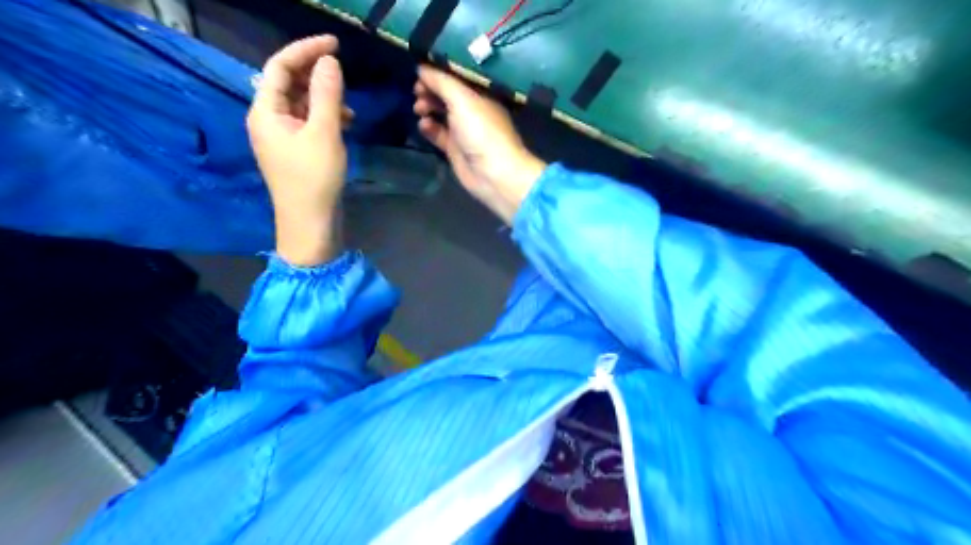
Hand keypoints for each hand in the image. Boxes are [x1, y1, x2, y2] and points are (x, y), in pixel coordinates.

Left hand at [248, 34, 347, 264]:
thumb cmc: (314, 178)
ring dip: (325, 100)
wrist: (311, 223)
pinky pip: (308, 123)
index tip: (336, 44)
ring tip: (349, 111)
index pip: (280, 67)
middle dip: (317, 77)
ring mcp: (282, 137)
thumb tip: (329, 61)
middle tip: (344, 77)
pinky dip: (326, 118)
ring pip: (301, 104)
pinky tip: (345, 126)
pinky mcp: (296, 151)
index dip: (306, 50)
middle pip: (289, 84)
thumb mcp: (324, 133)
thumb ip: (326, 94)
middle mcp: (268, 120)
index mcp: (265, 111)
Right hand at [410, 65, 544, 224]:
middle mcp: (472, 109)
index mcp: (480, 93)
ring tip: (419, 108)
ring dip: (427, 107)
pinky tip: (423, 125)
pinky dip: (429, 127)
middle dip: (430, 89)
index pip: (456, 75)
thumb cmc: (481, 131)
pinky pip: (437, 133)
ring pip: (440, 112)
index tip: (420, 69)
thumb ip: (441, 81)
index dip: (438, 70)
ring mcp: (463, 129)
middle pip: (446, 93)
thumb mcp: (462, 98)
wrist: (493, 174)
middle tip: (417, 90)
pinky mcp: (454, 148)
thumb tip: (422, 68)